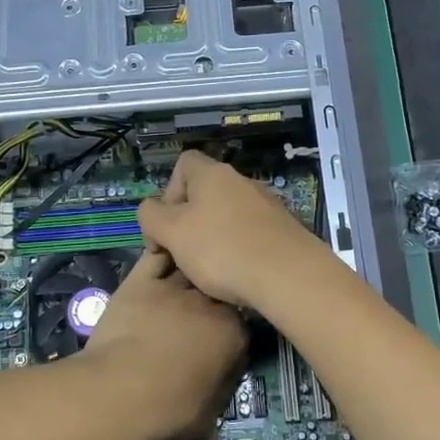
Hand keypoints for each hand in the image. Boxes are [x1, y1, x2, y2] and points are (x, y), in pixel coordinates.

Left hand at [81, 248, 247, 439]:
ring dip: (192, 270)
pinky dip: (164, 254)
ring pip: (191, 266)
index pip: (244, 321)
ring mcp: (174, 287)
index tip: (224, 337)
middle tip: (203, 311)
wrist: (120, 392)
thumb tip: (221, 390)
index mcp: (233, 333)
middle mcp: (209, 302)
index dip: (233, 327)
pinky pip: (157, 257)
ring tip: (188, 275)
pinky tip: (166, 253)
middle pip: (219, 288)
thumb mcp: (208, 414)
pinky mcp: (141, 281)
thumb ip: (219, 391)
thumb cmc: (168, 409)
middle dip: (215, 296)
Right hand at [136, 151, 332, 311]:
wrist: (288, 276)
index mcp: (212, 174)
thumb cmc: (222, 249)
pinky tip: (237, 275)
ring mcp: (266, 204)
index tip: (166, 225)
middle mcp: (242, 181)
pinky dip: (238, 250)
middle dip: (188, 222)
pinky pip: (250, 234)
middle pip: (205, 193)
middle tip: (182, 254)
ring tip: (209, 271)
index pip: (184, 164)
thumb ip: (151, 216)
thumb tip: (152, 211)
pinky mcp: (283, 229)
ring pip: (227, 216)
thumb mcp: (171, 233)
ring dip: (213, 238)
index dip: (168, 191)